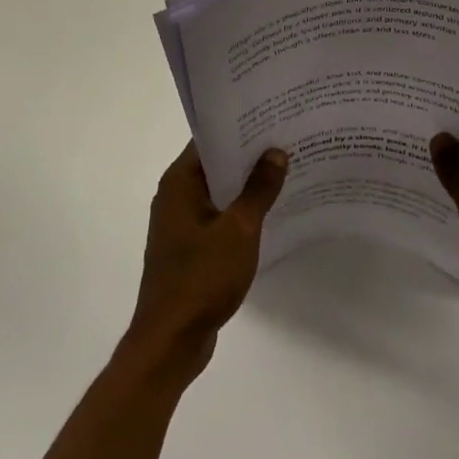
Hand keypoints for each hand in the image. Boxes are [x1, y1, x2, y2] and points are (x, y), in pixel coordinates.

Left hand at [125, 143, 287, 385]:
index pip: (210, 140)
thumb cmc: (201, 278)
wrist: (170, 342)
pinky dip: (240, 211)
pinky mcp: (190, 248)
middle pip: (215, 164)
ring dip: (247, 185)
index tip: (272, 116)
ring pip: (219, 192)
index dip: (240, 127)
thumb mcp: (239, 230)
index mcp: (179, 183)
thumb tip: (276, 152)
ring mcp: (181, 224)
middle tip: (288, 139)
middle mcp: (175, 196)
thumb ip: (259, 189)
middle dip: (249, 155)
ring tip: (286, 170)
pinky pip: (218, 217)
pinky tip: (270, 211)